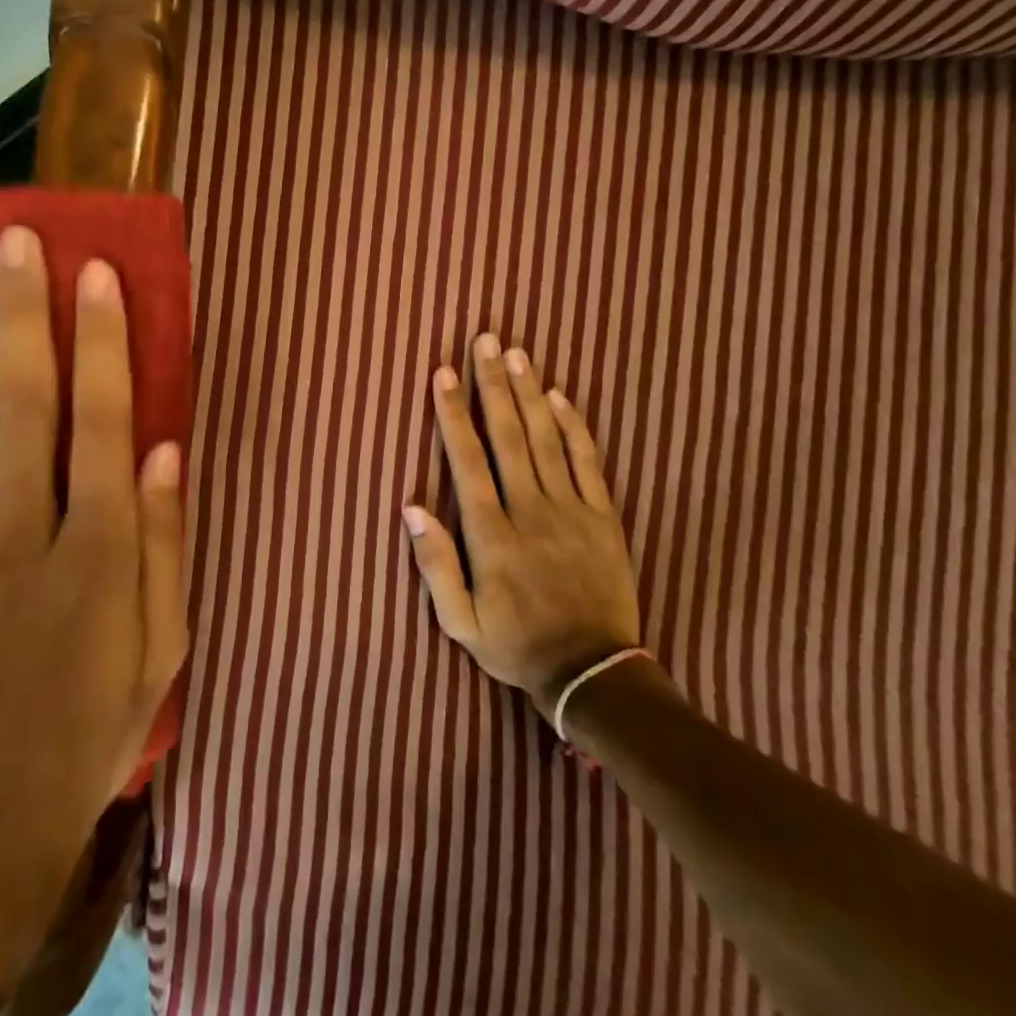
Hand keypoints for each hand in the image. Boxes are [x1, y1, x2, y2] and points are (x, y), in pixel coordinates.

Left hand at [0, 226, 187, 1006]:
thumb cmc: (90, 728)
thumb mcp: (162, 649)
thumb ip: (166, 543)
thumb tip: (166, 448)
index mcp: (96, 558)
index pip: (100, 425)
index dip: (102, 343)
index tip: (97, 275)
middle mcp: (22, 534)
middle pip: (25, 405)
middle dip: (26, 316)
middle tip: (21, 243)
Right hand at [403, 334, 640, 717]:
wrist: (593, 674)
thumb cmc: (516, 645)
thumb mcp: (460, 622)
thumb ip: (435, 565)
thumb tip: (412, 507)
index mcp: (491, 535)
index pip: (468, 460)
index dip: (454, 413)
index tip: (444, 373)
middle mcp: (530, 511)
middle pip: (509, 436)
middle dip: (493, 384)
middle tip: (485, 340)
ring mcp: (571, 511)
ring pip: (547, 439)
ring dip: (529, 393)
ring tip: (517, 354)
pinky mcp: (603, 518)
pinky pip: (588, 463)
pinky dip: (575, 427)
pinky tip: (561, 396)